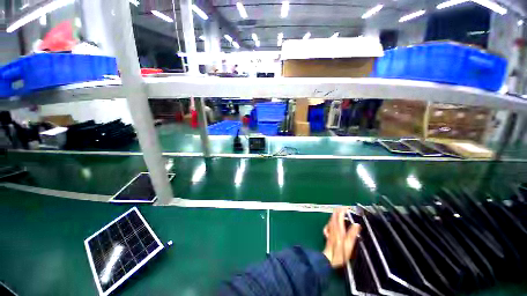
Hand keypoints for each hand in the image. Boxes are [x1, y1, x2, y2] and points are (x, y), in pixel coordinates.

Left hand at [322, 207, 360, 268]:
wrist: (329, 258)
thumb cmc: (340, 253)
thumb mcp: (349, 244)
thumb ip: (352, 233)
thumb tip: (357, 224)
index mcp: (338, 227)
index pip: (339, 214)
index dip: (343, 209)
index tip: (348, 207)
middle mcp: (333, 226)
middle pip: (334, 213)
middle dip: (340, 209)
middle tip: (346, 209)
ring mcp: (329, 228)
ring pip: (332, 217)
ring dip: (337, 213)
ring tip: (342, 213)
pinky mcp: (328, 232)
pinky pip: (330, 222)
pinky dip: (333, 219)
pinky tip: (335, 221)